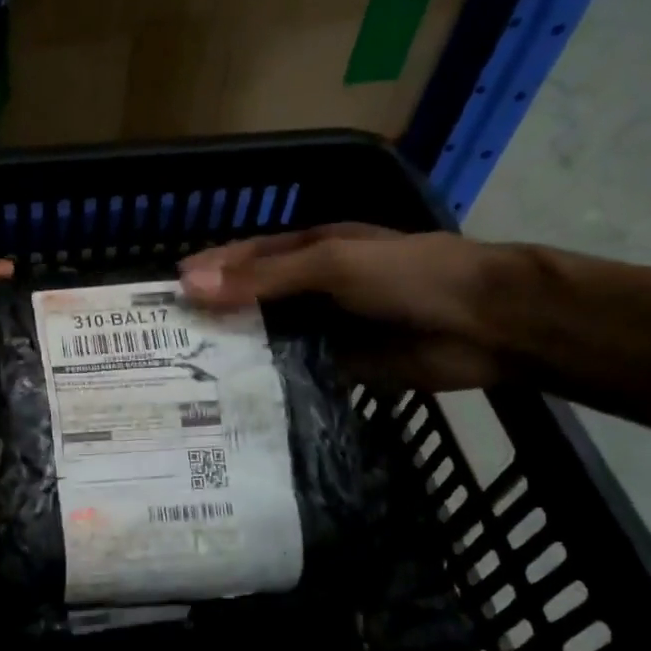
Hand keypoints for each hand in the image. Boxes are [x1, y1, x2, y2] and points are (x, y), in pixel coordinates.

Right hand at [178, 224, 509, 390]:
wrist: (486, 324)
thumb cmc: (408, 276)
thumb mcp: (331, 265)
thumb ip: (264, 278)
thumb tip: (190, 286)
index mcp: (312, 250)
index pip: (247, 257)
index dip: (209, 271)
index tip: (165, 293)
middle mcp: (312, 288)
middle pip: (253, 301)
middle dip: (214, 318)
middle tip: (165, 345)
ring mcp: (325, 329)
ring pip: (269, 340)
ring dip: (236, 354)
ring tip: (185, 378)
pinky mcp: (338, 368)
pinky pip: (292, 374)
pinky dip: (266, 384)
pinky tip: (232, 401)